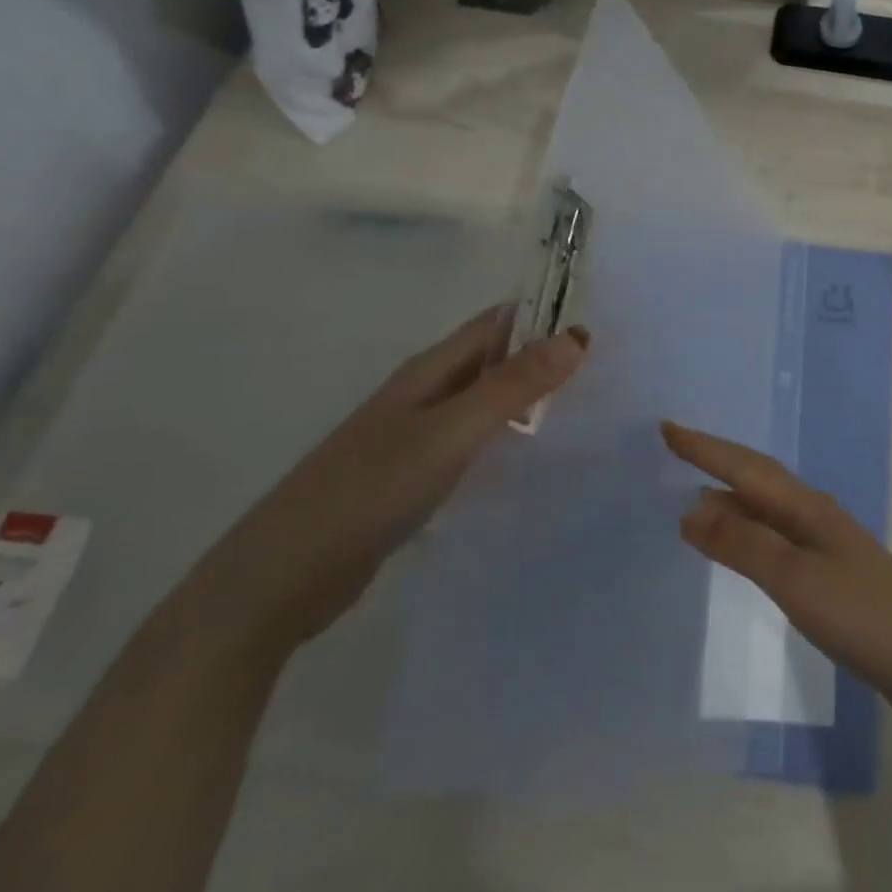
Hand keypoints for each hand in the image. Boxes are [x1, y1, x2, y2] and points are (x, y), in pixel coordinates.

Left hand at [188, 311, 588, 656]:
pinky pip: (474, 441)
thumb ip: (511, 386)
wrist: (283, 577)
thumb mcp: (448, 433)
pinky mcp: (416, 476)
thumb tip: (577, 336)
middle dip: (545, 355)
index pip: (498, 322)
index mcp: (429, 371)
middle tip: (608, 367)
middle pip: (494, 358)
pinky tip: (534, 458)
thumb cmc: (369, 490)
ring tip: (587, 407)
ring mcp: (418, 436)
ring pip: (486, 400)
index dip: (545, 314)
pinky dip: (508, 437)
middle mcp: (425, 394)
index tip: (601, 321)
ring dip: (529, 397)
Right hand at [663, 421, 891, 740]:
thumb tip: (690, 508)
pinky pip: (777, 535)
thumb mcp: (795, 579)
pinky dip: (750, 530)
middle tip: (677, 448)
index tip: (667, 428)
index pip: (745, 468)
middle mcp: (815, 515)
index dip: (705, 449)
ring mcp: (827, 544)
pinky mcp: (832, 575)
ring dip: (733, 495)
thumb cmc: (862, 616)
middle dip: (717, 460)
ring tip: (697, 494)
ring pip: (768, 506)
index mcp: (806, 507)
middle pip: (758, 477)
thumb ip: (743, 544)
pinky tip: (742, 546)